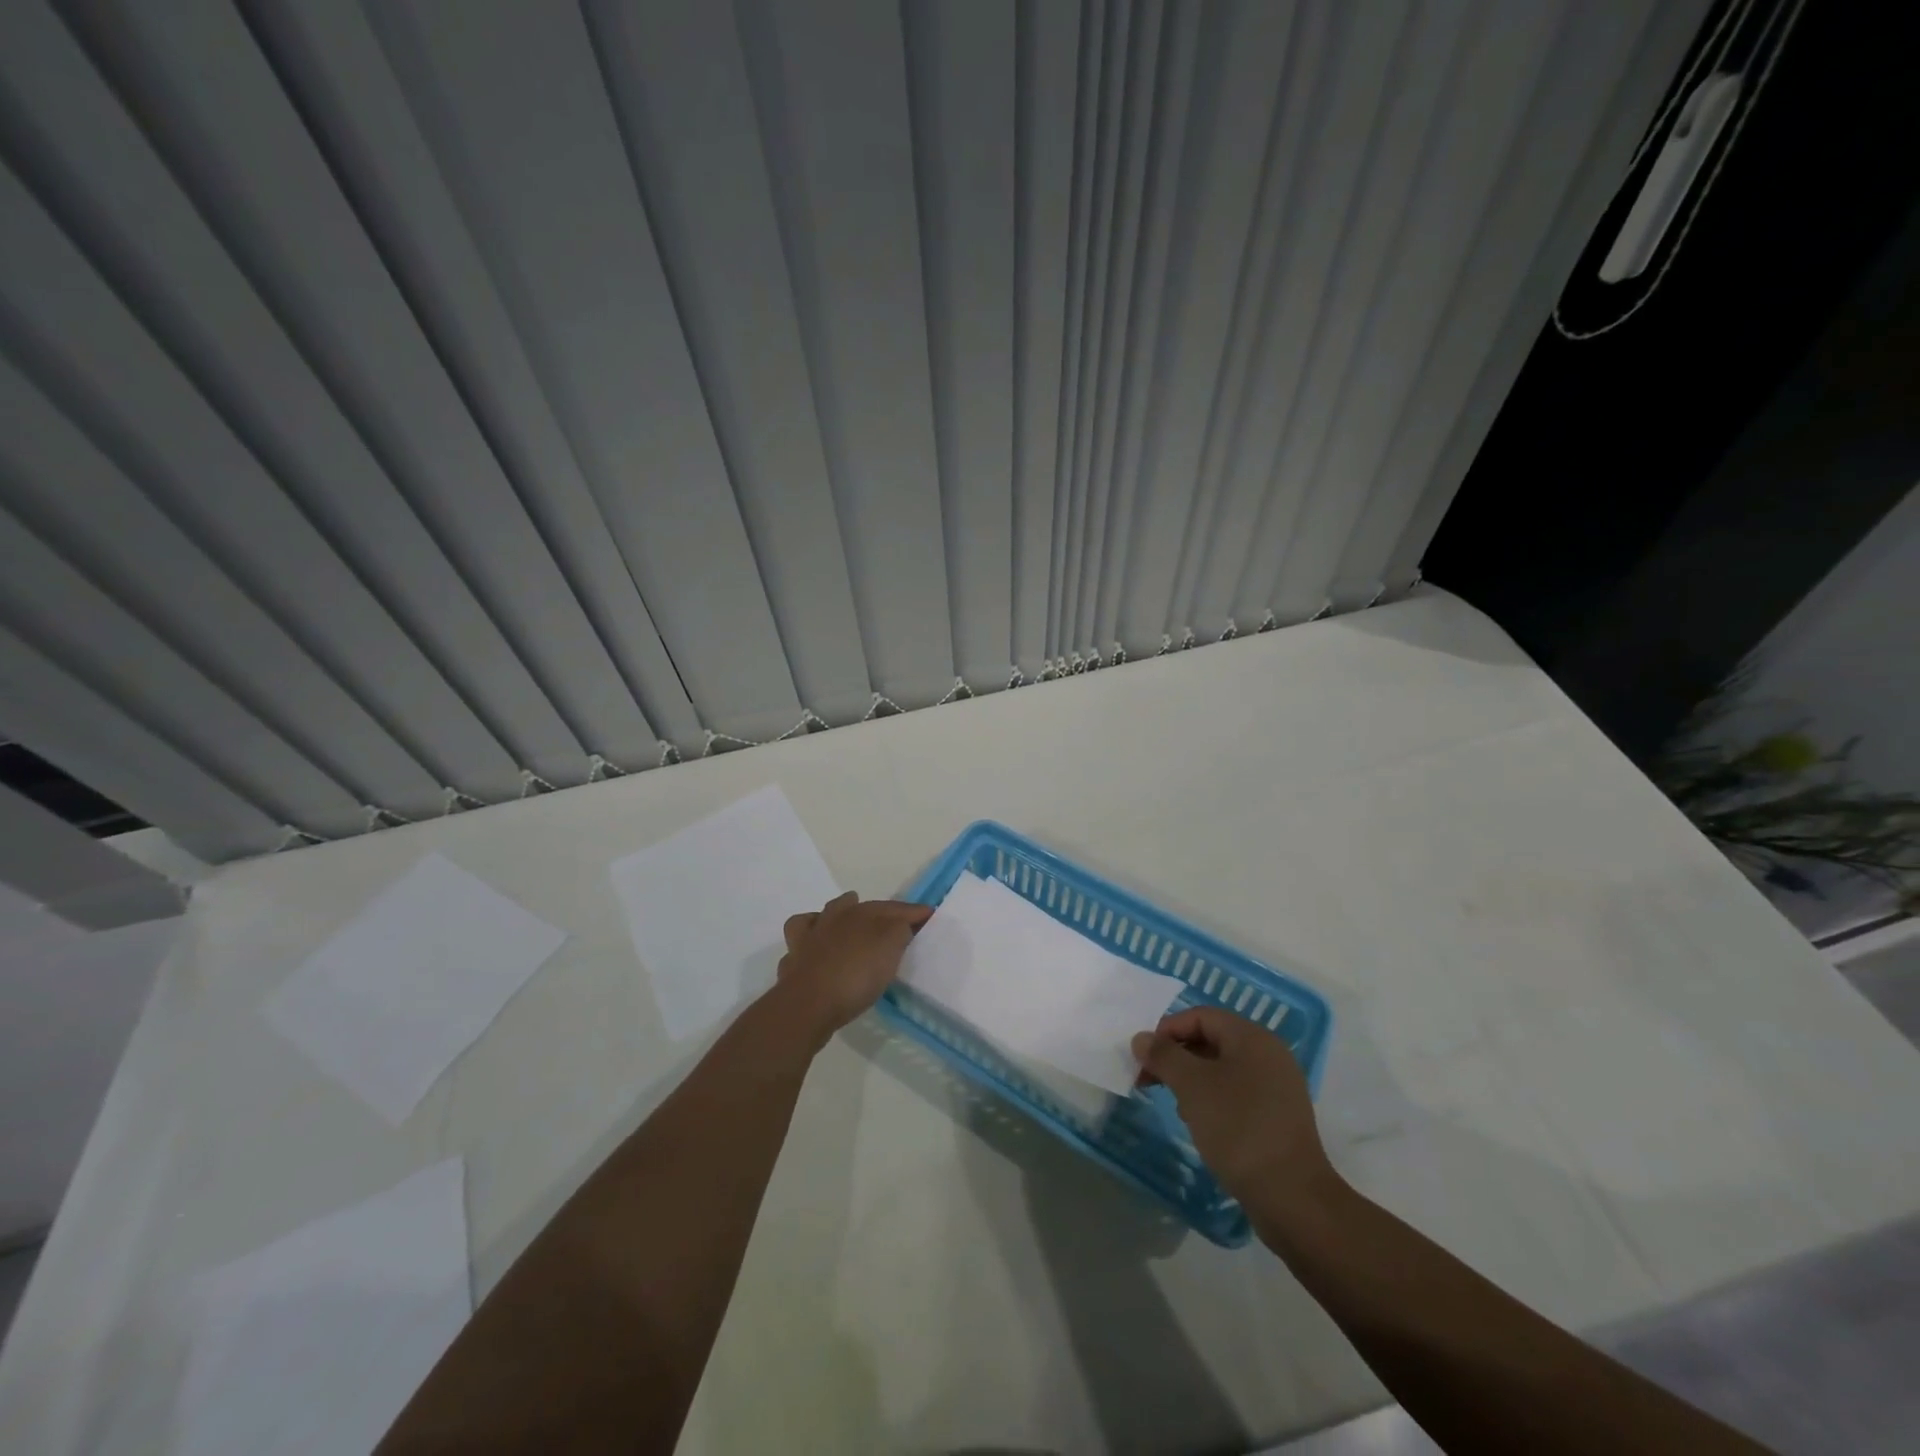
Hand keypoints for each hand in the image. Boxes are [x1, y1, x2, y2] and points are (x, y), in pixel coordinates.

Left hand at [777, 892, 931, 1043]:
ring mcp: (807, 942)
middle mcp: (831, 921)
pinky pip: (798, 947)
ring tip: (841, 926)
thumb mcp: (890, 948)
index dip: (911, 911)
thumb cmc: (856, 974)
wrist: (808, 1004)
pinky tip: (813, 954)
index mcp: (859, 914)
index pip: (891, 907)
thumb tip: (901, 923)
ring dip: (830, 919)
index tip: (929, 914)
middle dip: (868, 909)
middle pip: (851, 906)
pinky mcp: (792, 965)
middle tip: (883, 919)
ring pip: (818, 920)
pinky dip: (806, 946)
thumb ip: (899, 930)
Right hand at [1132, 1006, 1341, 1215]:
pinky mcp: (1278, 1117)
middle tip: (1149, 1081)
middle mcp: (1269, 1055)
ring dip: (1192, 1080)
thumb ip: (1164, 1056)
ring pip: (1222, 1069)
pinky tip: (1201, 1124)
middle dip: (1176, 1057)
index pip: (1200, 1016)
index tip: (1144, 1058)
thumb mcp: (1192, 1086)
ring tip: (1176, 1105)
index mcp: (1252, 1038)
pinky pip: (1237, 1094)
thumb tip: (1141, 1038)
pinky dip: (1212, 1100)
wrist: (1292, 1198)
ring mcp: (1277, 1087)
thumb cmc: (1239, 1129)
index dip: (1167, 1030)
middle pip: (1211, 1040)